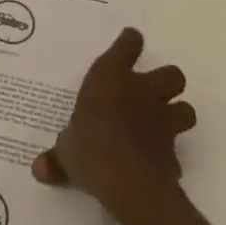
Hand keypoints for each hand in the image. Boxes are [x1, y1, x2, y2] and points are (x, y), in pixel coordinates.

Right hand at [33, 26, 195, 220]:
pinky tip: (155, 164)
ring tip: (162, 124)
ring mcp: (163, 122)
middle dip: (166, 82)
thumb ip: (58, 157)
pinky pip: (175, 152)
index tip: (130, 41)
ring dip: (177, 115)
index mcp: (111, 78)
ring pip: (186, 110)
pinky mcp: (174, 155)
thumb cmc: (89, 148)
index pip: (128, 45)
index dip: (130, 41)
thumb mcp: (66, 151)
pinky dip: (168, 156)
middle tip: (152, 93)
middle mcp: (142, 92)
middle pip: (172, 74)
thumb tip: (39, 169)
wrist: (128, 183)